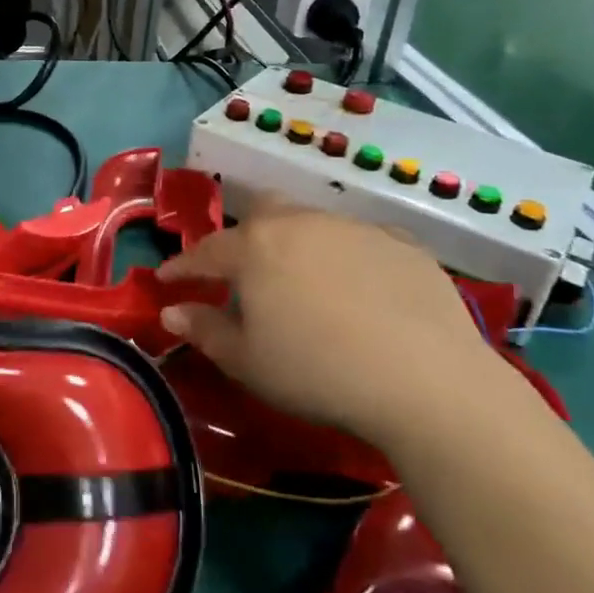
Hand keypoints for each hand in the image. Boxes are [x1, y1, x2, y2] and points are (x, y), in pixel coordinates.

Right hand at [156, 207, 513, 445]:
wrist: (427, 380)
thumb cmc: (317, 372)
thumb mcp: (247, 362)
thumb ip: (204, 330)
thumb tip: (171, 310)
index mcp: (255, 248)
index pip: (205, 251)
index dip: (182, 266)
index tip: (166, 278)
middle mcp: (300, 224)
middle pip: (261, 213)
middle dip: (244, 236)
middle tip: (244, 271)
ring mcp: (355, 228)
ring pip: (312, 223)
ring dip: (298, 245)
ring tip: (306, 284)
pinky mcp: (403, 245)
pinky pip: (362, 242)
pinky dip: (348, 258)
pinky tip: (361, 291)